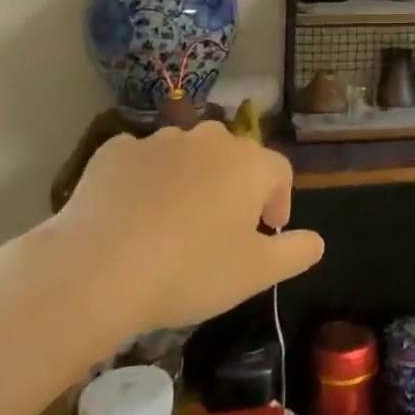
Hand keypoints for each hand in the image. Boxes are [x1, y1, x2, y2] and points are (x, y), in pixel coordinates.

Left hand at [49, 122, 323, 335]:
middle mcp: (209, 140)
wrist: (97, 268)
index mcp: (249, 163)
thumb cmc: (190, 270)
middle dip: (234, 186)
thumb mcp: (255, 274)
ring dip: (191, 180)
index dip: (279, 201)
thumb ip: (296, 252)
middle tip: (222, 228)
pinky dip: (146, 179)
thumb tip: (317, 240)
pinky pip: (142, 160)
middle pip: (234, 158)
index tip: (267, 232)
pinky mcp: (114, 151)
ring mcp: (159, 141)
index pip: (279, 172)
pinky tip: (134, 213)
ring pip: (187, 155)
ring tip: (174, 222)